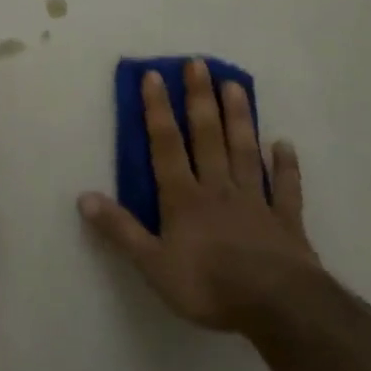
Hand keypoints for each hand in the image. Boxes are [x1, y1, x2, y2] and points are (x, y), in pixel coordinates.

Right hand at [78, 59, 319, 336]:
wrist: (278, 307)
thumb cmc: (209, 285)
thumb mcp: (153, 265)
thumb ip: (120, 230)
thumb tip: (83, 197)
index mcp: (183, 198)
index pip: (166, 145)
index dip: (157, 110)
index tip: (154, 75)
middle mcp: (218, 189)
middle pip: (207, 137)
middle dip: (200, 99)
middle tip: (199, 64)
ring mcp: (255, 202)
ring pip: (244, 151)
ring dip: (239, 118)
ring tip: (235, 85)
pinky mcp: (286, 222)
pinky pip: (285, 188)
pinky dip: (285, 166)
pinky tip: (284, 144)